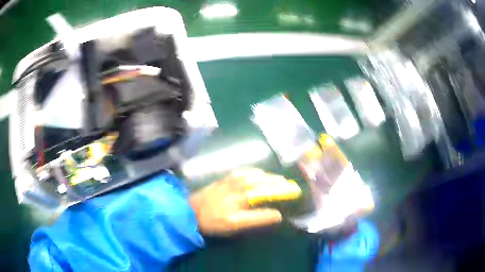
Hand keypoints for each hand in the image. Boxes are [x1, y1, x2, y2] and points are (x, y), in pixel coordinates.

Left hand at [189, 168, 300, 235]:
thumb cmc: (213, 220)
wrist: (190, 210)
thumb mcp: (235, 224)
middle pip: (265, 182)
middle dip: (280, 183)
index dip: (284, 194)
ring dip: (270, 177)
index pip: (270, 194)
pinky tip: (259, 173)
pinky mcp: (226, 178)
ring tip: (280, 180)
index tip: (295, 195)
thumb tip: (277, 214)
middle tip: (292, 186)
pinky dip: (256, 171)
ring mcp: (232, 180)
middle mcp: (241, 185)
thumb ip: (257, 218)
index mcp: (244, 198)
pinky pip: (245, 171)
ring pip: (257, 175)